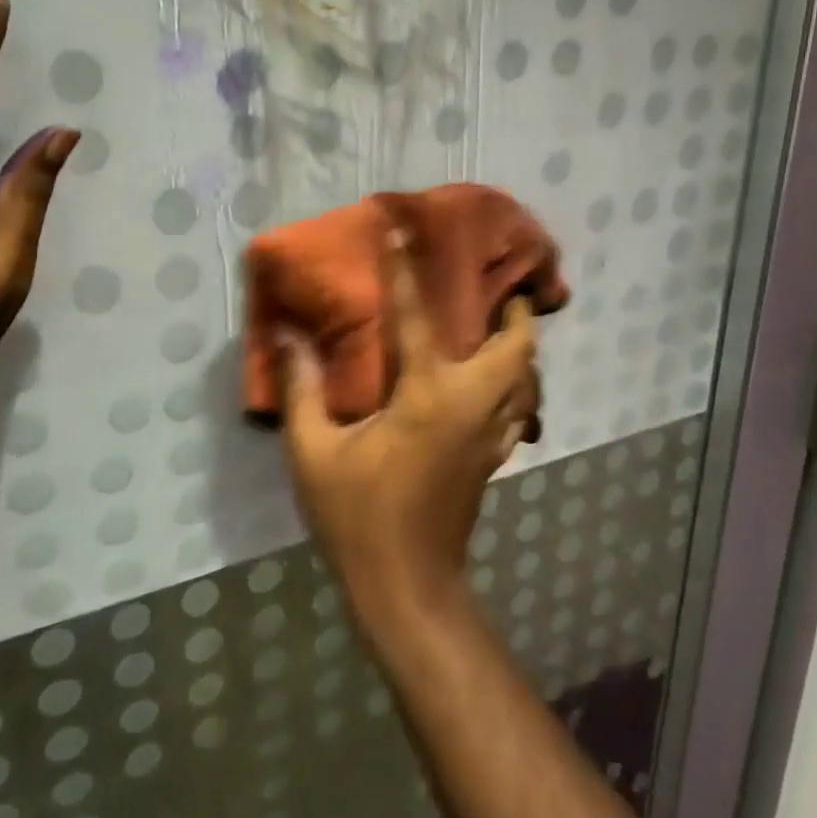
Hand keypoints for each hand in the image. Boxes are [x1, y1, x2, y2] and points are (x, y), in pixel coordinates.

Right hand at [281, 230, 539, 623]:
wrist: (407, 586)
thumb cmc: (358, 516)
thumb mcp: (313, 453)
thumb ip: (302, 392)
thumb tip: (288, 341)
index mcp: (427, 396)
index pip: (417, 317)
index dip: (405, 271)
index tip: (401, 231)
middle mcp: (471, 406)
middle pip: (517, 349)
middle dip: (515, 314)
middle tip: (496, 292)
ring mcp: (490, 435)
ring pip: (528, 380)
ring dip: (520, 349)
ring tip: (500, 330)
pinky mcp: (493, 459)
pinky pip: (519, 408)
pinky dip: (518, 385)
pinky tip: (495, 386)